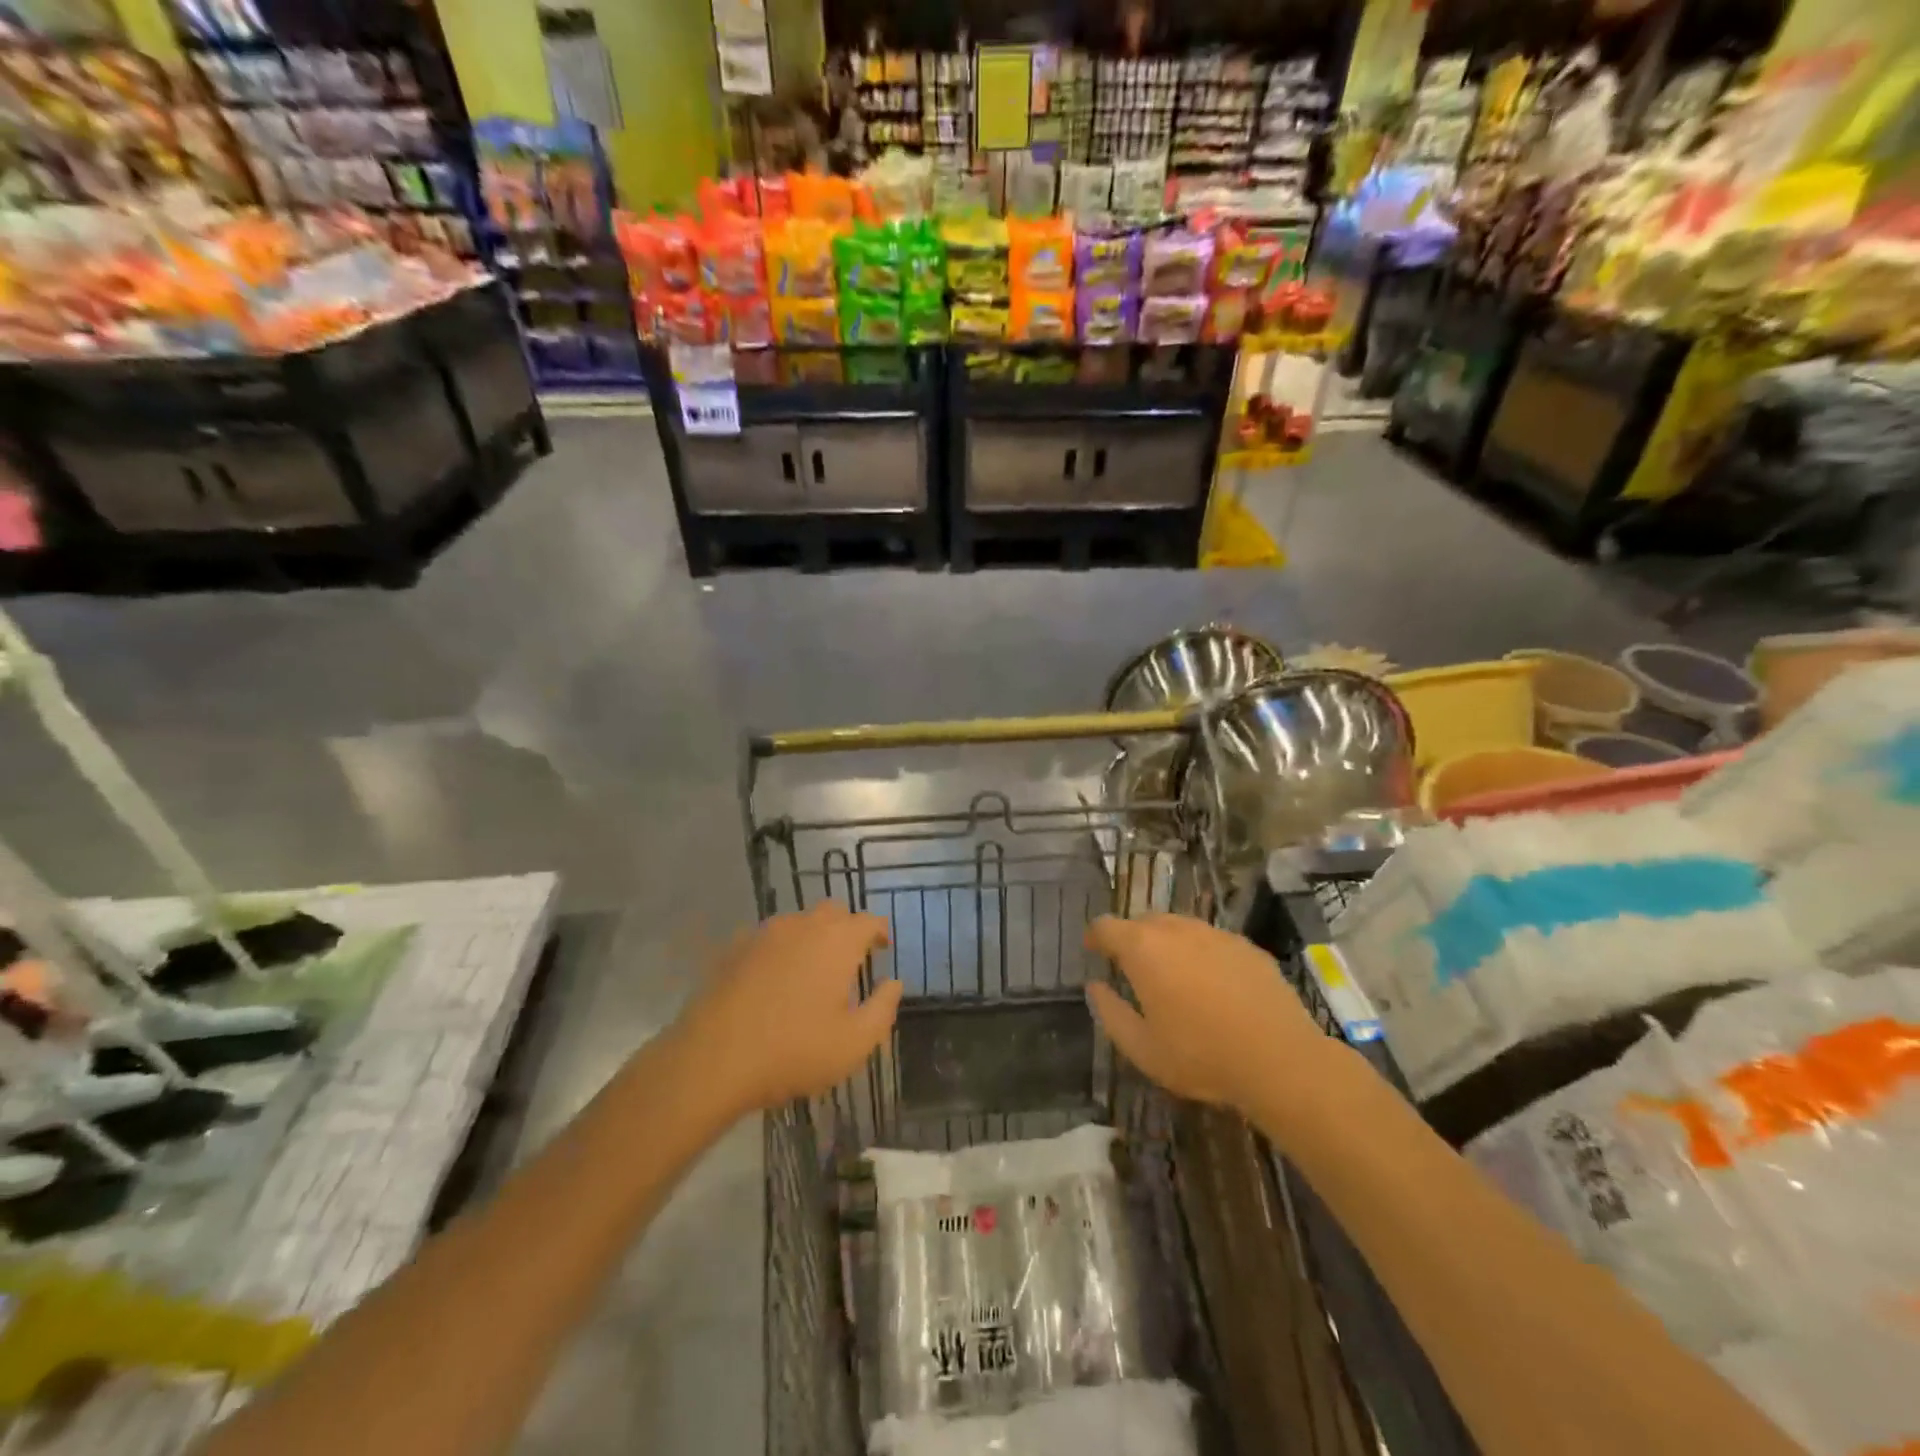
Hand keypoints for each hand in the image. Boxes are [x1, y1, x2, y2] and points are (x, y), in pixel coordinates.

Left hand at [675, 901, 899, 1114]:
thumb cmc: (794, 1050)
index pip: (868, 920)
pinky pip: (767, 938)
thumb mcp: (854, 1043)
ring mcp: (765, 933)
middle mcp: (803, 925)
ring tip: (812, 970)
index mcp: (838, 941)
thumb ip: (883, 1008)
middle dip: (846, 928)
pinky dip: (780, 950)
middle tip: (850, 958)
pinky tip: (774, 979)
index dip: (880, 931)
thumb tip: (894, 983)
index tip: (883, 949)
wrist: (713, 1059)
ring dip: (812, 937)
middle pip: (833, 912)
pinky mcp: (734, 948)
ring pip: (798, 922)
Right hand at [1084, 913, 1331, 1116]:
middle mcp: (1177, 929)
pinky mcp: (1247, 946)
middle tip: (1132, 969)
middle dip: (1132, 939)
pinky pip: (1212, 941)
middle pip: (1143, 921)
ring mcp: (1216, 934)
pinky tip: (1213, 986)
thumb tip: (1096, 987)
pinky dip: (1202, 954)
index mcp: (1143, 948)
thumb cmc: (1201, 1055)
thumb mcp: (1141, 1048)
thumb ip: (1110, 1013)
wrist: (1281, 1060)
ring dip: (1168, 944)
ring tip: (1174, 976)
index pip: (1106, 926)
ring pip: (1180, 927)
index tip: (1092, 950)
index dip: (1095, 936)